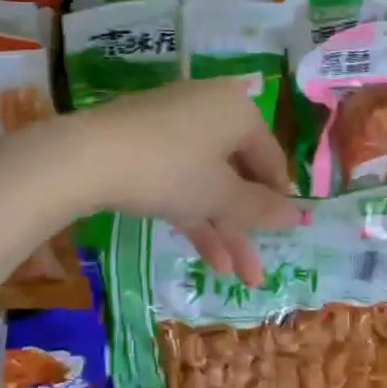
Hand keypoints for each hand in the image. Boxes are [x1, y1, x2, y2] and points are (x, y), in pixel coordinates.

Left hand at [62, 78, 303, 284]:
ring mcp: (175, 125)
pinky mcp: (145, 141)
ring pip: (208, 181)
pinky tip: (206, 256)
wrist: (88, 156)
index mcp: (239, 111)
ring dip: (222, 228)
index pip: (271, 158)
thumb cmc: (170, 170)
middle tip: (256, 272)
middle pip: (238, 174)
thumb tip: (299, 214)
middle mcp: (211, 110)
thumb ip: (261, 208)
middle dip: (247, 227)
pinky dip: (194, 211)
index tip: (283, 234)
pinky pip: (181, 177)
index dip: (278, 199)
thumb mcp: (220, 195)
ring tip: (234, 277)